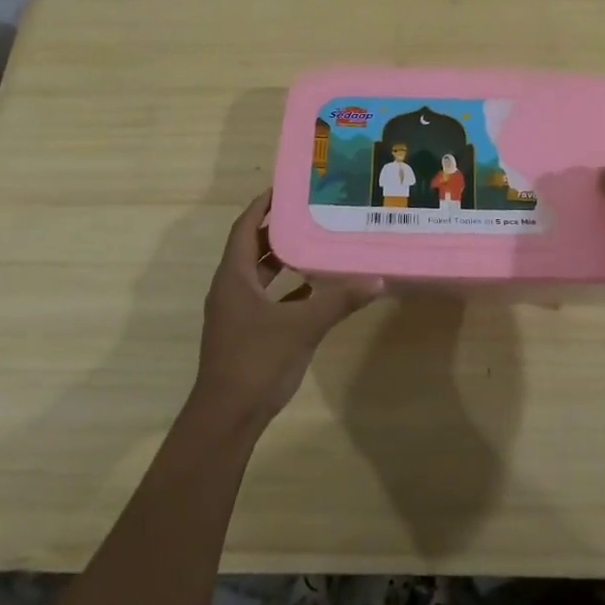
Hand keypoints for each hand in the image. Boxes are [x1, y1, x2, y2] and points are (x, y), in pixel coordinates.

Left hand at [191, 191, 383, 425]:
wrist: (227, 417)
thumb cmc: (257, 361)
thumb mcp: (302, 326)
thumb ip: (338, 301)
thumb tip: (377, 279)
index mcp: (233, 277)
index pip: (245, 228)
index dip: (262, 206)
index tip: (286, 187)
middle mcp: (230, 288)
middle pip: (252, 248)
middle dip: (278, 229)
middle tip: (310, 212)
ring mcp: (235, 313)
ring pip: (259, 275)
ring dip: (282, 259)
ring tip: (316, 243)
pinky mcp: (245, 333)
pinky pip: (266, 298)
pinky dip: (286, 289)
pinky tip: (314, 289)